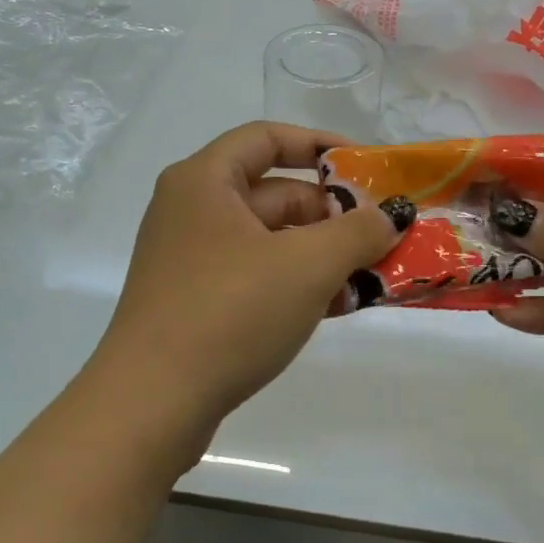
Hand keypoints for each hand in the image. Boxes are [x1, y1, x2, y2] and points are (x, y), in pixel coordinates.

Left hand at [88, 122, 406, 452]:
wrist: (152, 404)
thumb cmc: (230, 312)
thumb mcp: (306, 266)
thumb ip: (357, 232)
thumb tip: (391, 216)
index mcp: (204, 181)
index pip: (267, 138)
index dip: (320, 145)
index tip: (366, 168)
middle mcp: (192, 211)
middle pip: (273, 194)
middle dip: (332, 214)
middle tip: (380, 238)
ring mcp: (191, 259)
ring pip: (269, 241)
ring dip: (321, 255)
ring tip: (370, 279)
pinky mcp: (195, 302)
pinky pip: (256, 276)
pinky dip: (295, 284)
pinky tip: (337, 308)